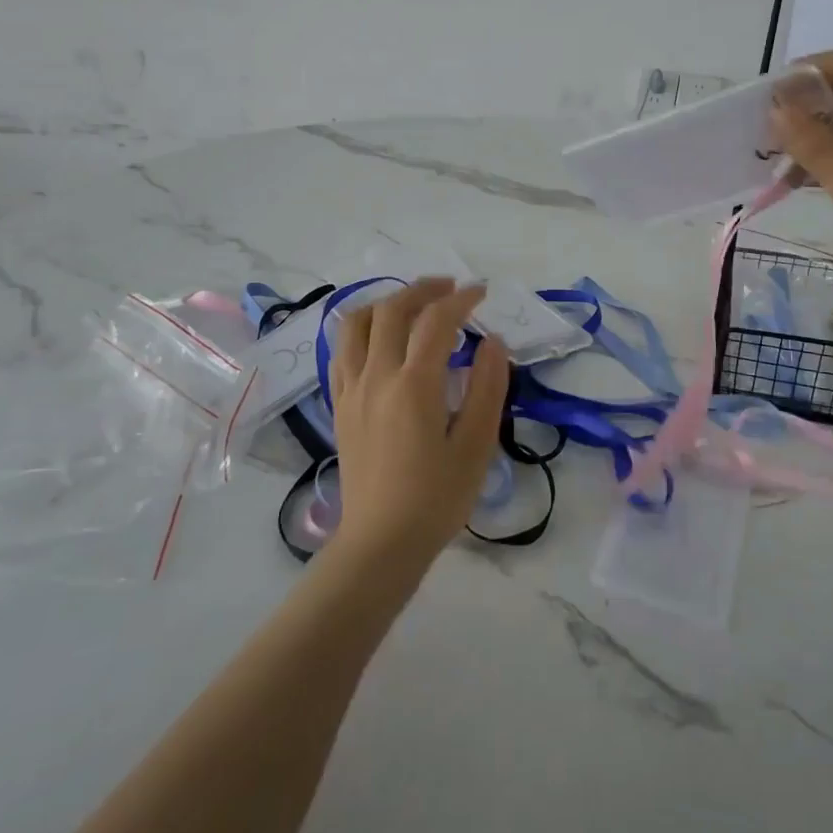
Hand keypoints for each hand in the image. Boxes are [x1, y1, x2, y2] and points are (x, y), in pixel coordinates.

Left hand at [328, 278, 509, 573]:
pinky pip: (342, 350)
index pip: (436, 321)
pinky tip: (381, 339)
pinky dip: (362, 329)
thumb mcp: (476, 445)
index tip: (482, 293)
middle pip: (392, 309)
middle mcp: (376, 377)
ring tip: (412, 305)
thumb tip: (493, 342)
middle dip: (423, 289)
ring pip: (357, 322)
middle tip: (451, 289)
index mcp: (414, 386)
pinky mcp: (339, 405)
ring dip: (386, 302)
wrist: (380, 543)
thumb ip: (487, 387)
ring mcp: (351, 390)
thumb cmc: (436, 498)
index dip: (461, 299)